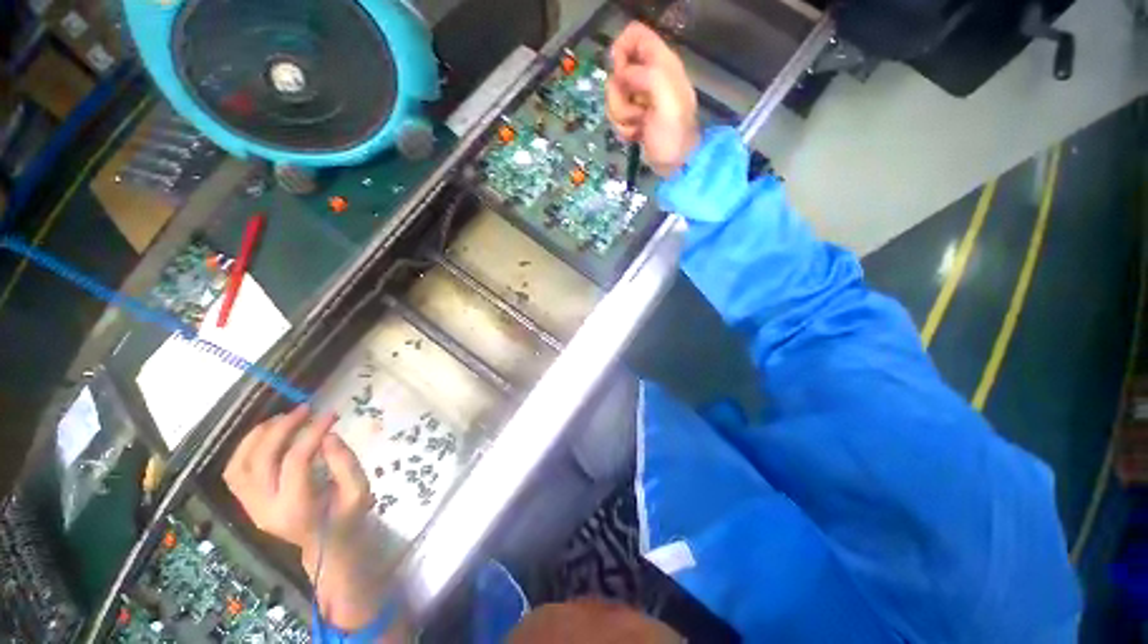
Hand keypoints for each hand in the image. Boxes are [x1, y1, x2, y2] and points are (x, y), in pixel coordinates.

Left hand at [224, 406, 368, 555]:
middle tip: (304, 409)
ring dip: (257, 437)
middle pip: (261, 461)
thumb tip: (328, 435)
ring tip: (282, 419)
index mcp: (297, 509)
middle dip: (281, 429)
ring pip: (239, 466)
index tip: (330, 414)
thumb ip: (346, 463)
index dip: (312, 432)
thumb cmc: (348, 516)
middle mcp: (266, 509)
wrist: (327, 546)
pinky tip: (267, 435)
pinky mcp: (248, 504)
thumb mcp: (359, 491)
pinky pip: (235, 473)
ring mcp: (252, 508)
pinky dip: (245, 450)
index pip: (295, 462)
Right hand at [607, 21, 700, 176]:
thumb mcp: (668, 101)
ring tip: (639, 125)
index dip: (621, 50)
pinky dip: (623, 128)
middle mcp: (648, 76)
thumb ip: (647, 76)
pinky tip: (636, 135)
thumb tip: (622, 73)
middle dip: (619, 96)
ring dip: (622, 116)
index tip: (620, 75)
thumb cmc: (674, 135)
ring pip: (613, 97)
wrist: (675, 164)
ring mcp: (639, 98)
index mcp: (661, 64)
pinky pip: (615, 115)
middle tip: (637, 110)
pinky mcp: (633, 117)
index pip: (633, 34)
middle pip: (616, 72)